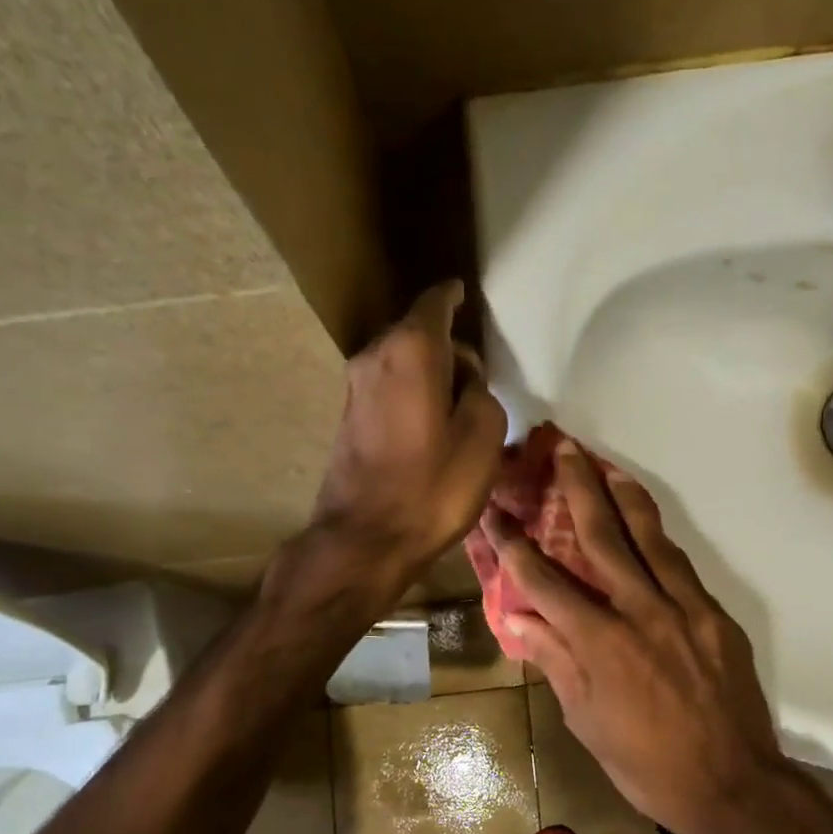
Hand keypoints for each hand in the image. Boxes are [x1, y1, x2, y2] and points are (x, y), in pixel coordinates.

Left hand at [310, 281, 507, 598]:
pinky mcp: (349, 417)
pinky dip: (412, 392)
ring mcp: (355, 387)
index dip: (453, 296)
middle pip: (417, 332)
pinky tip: (431, 423)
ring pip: (401, 361)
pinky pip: (389, 387)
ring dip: (429, 372)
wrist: (366, 539)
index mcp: (411, 351)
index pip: (435, 303)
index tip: (465, 294)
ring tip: (458, 403)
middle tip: (477, 373)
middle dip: (447, 344)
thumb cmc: (432, 488)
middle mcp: (375, 356)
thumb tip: (466, 381)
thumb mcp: (483, 438)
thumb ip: (481, 393)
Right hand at [484, 438, 787, 833]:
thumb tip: (520, 619)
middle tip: (561, 449)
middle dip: (576, 489)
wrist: (732, 784)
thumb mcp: (586, 722)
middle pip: (602, 537)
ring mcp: (683, 609)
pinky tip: (646, 523)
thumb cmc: (646, 764)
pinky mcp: (714, 615)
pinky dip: (659, 536)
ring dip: (623, 496)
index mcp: (599, 644)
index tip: (495, 514)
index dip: (515, 545)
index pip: (545, 582)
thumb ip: (556, 662)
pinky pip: (681, 565)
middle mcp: (640, 612)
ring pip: (649, 538)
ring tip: (605, 463)